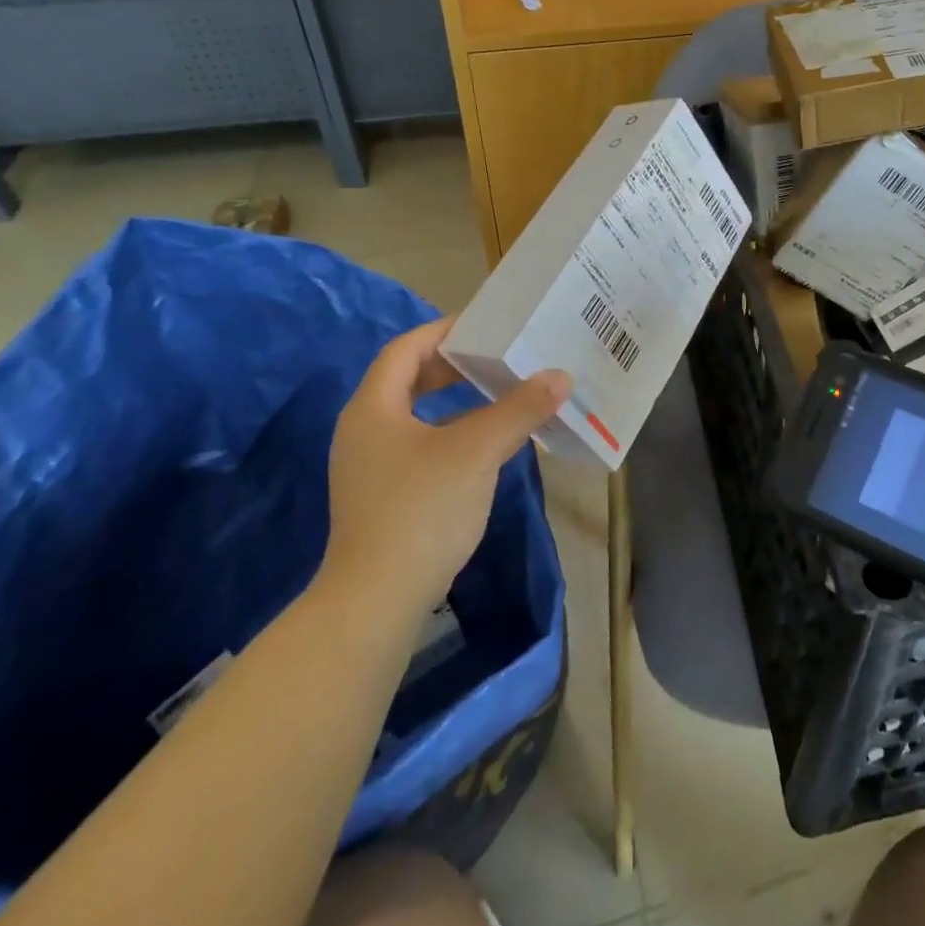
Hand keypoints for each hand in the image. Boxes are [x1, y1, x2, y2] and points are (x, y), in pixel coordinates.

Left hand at [321, 317, 569, 611]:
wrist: (377, 600)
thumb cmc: (421, 509)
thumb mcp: (476, 451)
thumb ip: (519, 409)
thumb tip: (560, 376)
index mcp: (373, 408)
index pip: (405, 349)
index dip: (444, 331)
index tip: (485, 325)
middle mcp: (364, 430)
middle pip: (407, 379)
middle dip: (452, 365)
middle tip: (496, 357)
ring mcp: (370, 467)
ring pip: (415, 415)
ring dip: (454, 400)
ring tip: (499, 394)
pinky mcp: (383, 497)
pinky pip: (420, 445)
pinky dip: (451, 432)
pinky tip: (486, 445)